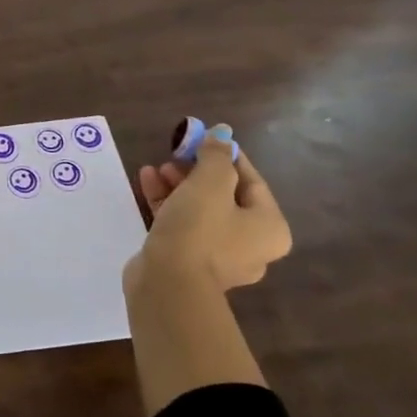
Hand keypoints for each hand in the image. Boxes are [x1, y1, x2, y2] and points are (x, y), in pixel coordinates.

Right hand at [126, 139, 291, 293]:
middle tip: (175, 154)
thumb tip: (221, 133)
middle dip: (196, 171)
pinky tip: (147, 182)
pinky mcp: (187, 261)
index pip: (251, 181)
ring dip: (177, 185)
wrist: (168, 283)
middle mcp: (250, 244)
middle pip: (224, 196)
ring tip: (156, 167)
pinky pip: (180, 225)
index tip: (202, 138)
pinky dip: (167, 203)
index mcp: (269, 227)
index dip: (226, 155)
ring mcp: (217, 256)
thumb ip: (216, 155)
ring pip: (199, 210)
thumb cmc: (199, 229)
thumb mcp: (210, 182)